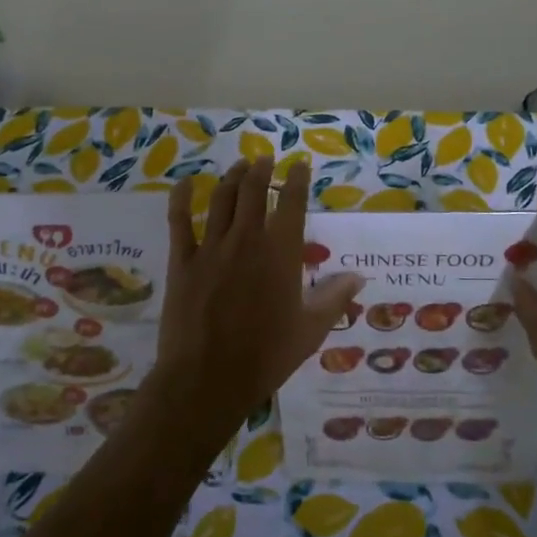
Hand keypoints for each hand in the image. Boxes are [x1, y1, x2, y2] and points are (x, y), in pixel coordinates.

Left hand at [146, 157, 364, 445]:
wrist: (208, 377)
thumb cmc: (266, 355)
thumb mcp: (311, 329)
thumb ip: (334, 298)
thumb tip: (358, 277)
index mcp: (281, 251)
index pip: (293, 202)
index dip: (298, 179)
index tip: (300, 165)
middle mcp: (248, 238)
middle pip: (254, 190)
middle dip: (262, 169)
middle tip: (266, 158)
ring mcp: (212, 246)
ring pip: (222, 198)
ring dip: (233, 177)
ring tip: (240, 165)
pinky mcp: (183, 260)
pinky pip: (179, 220)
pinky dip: (181, 197)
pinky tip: (184, 184)